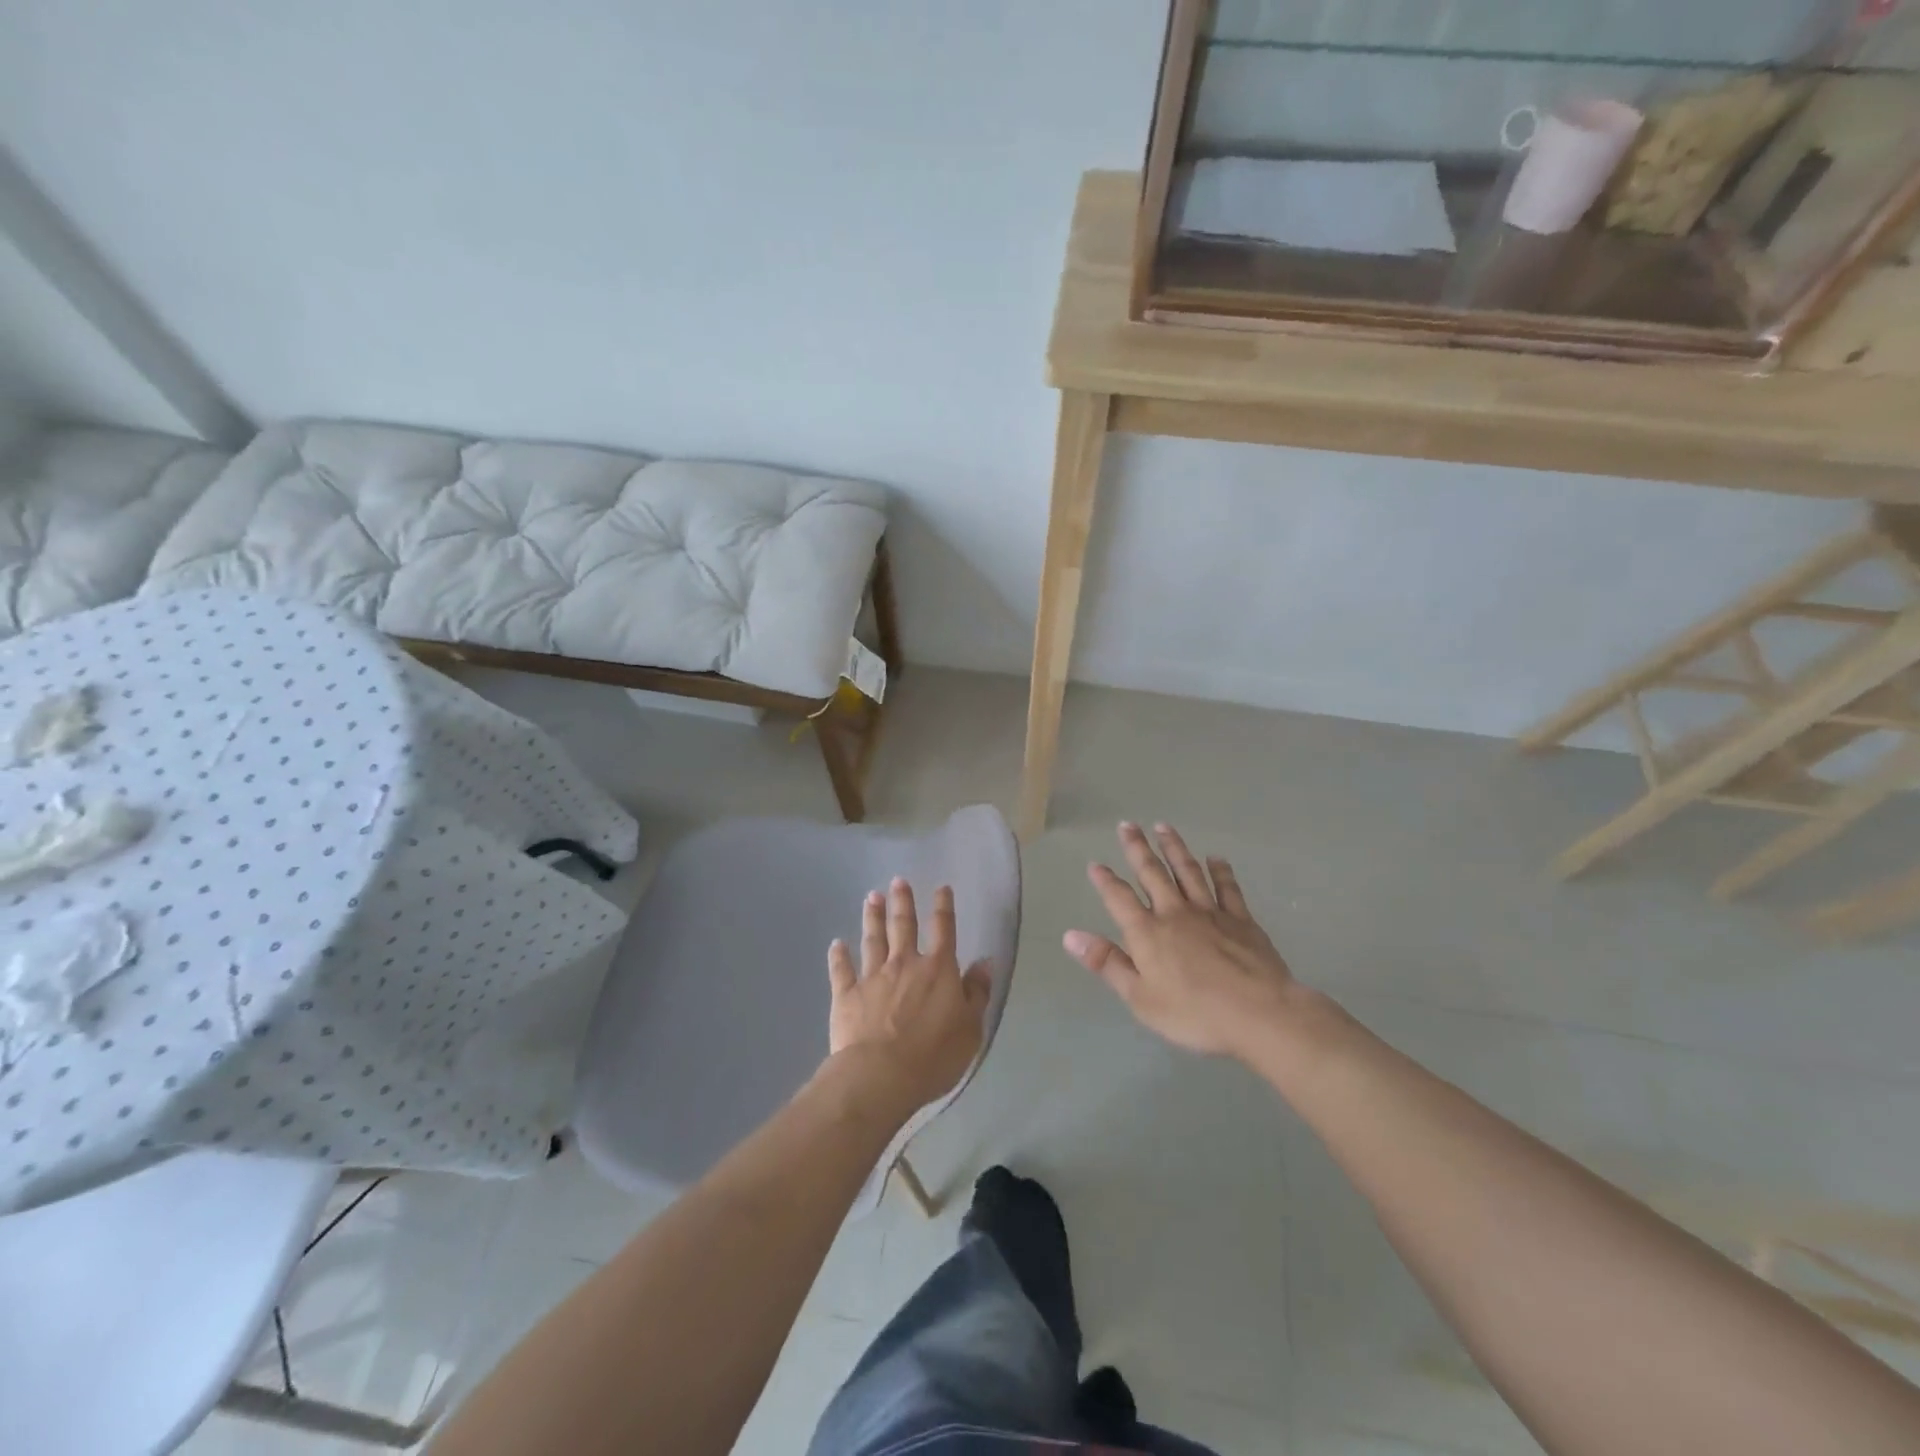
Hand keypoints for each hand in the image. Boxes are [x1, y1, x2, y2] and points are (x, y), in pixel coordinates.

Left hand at [827, 878, 991, 1113]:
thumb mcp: (971, 1028)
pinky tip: (836, 944)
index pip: (944, 930)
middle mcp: (905, 964)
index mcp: (938, 970)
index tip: (941, 888)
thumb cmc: (934, 1056)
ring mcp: (873, 977)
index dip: (943, 907)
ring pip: (873, 940)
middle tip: (898, 881)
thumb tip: (985, 962)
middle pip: (903, 926)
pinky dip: (839, 956)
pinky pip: (842, 970)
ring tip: (871, 897)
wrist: (881, 1075)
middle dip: (902, 902)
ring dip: (873, 917)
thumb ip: (977, 993)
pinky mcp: (847, 994)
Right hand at [1064, 821, 1299, 1060]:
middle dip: (1138, 848)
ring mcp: (1210, 912)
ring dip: (1174, 848)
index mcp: (1148, 933)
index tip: (1095, 864)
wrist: (1259, 1013)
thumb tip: (1070, 936)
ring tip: (1164, 827)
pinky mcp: (1241, 919)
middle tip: (1127, 825)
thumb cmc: (1194, 1013)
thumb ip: (1107, 963)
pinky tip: (1216, 858)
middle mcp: (1175, 913)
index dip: (1105, 881)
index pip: (1119, 899)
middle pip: (1153, 874)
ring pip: (1188, 871)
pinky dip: (1220, 870)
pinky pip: (1227, 887)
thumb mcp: (1140, 997)